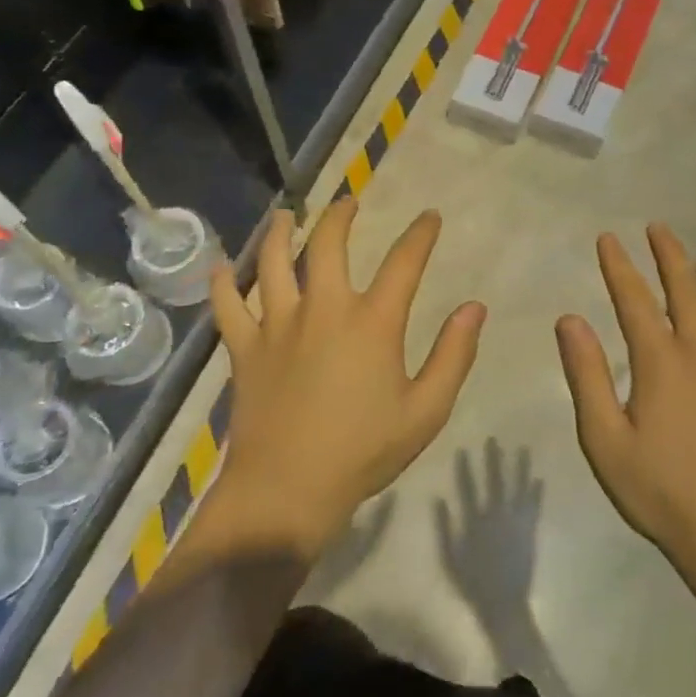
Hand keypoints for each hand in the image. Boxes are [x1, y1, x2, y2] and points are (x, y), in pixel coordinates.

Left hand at [207, 201, 483, 559]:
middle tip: (349, 202)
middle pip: (329, 245)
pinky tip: (220, 267)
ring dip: (281, 233)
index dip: (420, 234)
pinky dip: (222, 284)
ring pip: (275, 263)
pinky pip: (228, 307)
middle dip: (341, 217)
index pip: (404, 262)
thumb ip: (453, 355)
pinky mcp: (245, 349)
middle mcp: (324, 309)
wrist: (286, 493)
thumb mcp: (426, 411)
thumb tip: (474, 307)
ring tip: (286, 215)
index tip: (430, 216)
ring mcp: (278, 326)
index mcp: (372, 322)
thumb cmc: (363, 452)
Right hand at [435, 439, 542, 623]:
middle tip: (493, 439)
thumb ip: (444, 528)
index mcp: (475, 521)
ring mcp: (515, 522)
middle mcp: (496, 516)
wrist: (503, 604)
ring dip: (520, 468)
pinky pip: (534, 507)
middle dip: (493, 459)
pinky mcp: (529, 532)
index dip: (465, 468)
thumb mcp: (450, 558)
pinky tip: (539, 478)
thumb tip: (438, 499)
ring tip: (523, 449)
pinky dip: (536, 493)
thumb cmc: (472, 583)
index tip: (463, 449)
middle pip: (494, 482)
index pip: (468, 488)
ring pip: (517, 488)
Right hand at [556, 225, 695, 580]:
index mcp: (661, 361)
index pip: (635, 299)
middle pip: (685, 287)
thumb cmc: (662, 491)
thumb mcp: (606, 440)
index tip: (608, 238)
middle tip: (656, 227)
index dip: (619, 266)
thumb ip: (586, 375)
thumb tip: (569, 319)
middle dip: (668, 253)